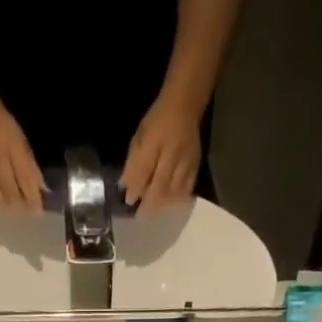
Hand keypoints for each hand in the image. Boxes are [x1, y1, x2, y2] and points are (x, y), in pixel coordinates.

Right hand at [0, 104, 45, 209]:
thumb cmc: (4, 129)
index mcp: (13, 150)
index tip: (39, 212)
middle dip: (20, 206)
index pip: (26, 180)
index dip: (33, 199)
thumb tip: (43, 190)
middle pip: (11, 194)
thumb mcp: (22, 143)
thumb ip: (31, 167)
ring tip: (11, 210)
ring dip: (6, 207)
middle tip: (26, 214)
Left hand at [120, 94, 202, 210]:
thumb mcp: (140, 137)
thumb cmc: (157, 121)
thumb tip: (125, 188)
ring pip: (174, 192)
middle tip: (141, 215)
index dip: (136, 188)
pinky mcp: (196, 166)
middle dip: (149, 203)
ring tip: (153, 210)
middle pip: (161, 186)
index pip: (144, 170)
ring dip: (162, 204)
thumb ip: (133, 163)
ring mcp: (187, 161)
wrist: (185, 105)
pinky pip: (186, 190)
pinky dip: (175, 200)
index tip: (129, 201)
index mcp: (156, 140)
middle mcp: (173, 152)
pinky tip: (168, 203)